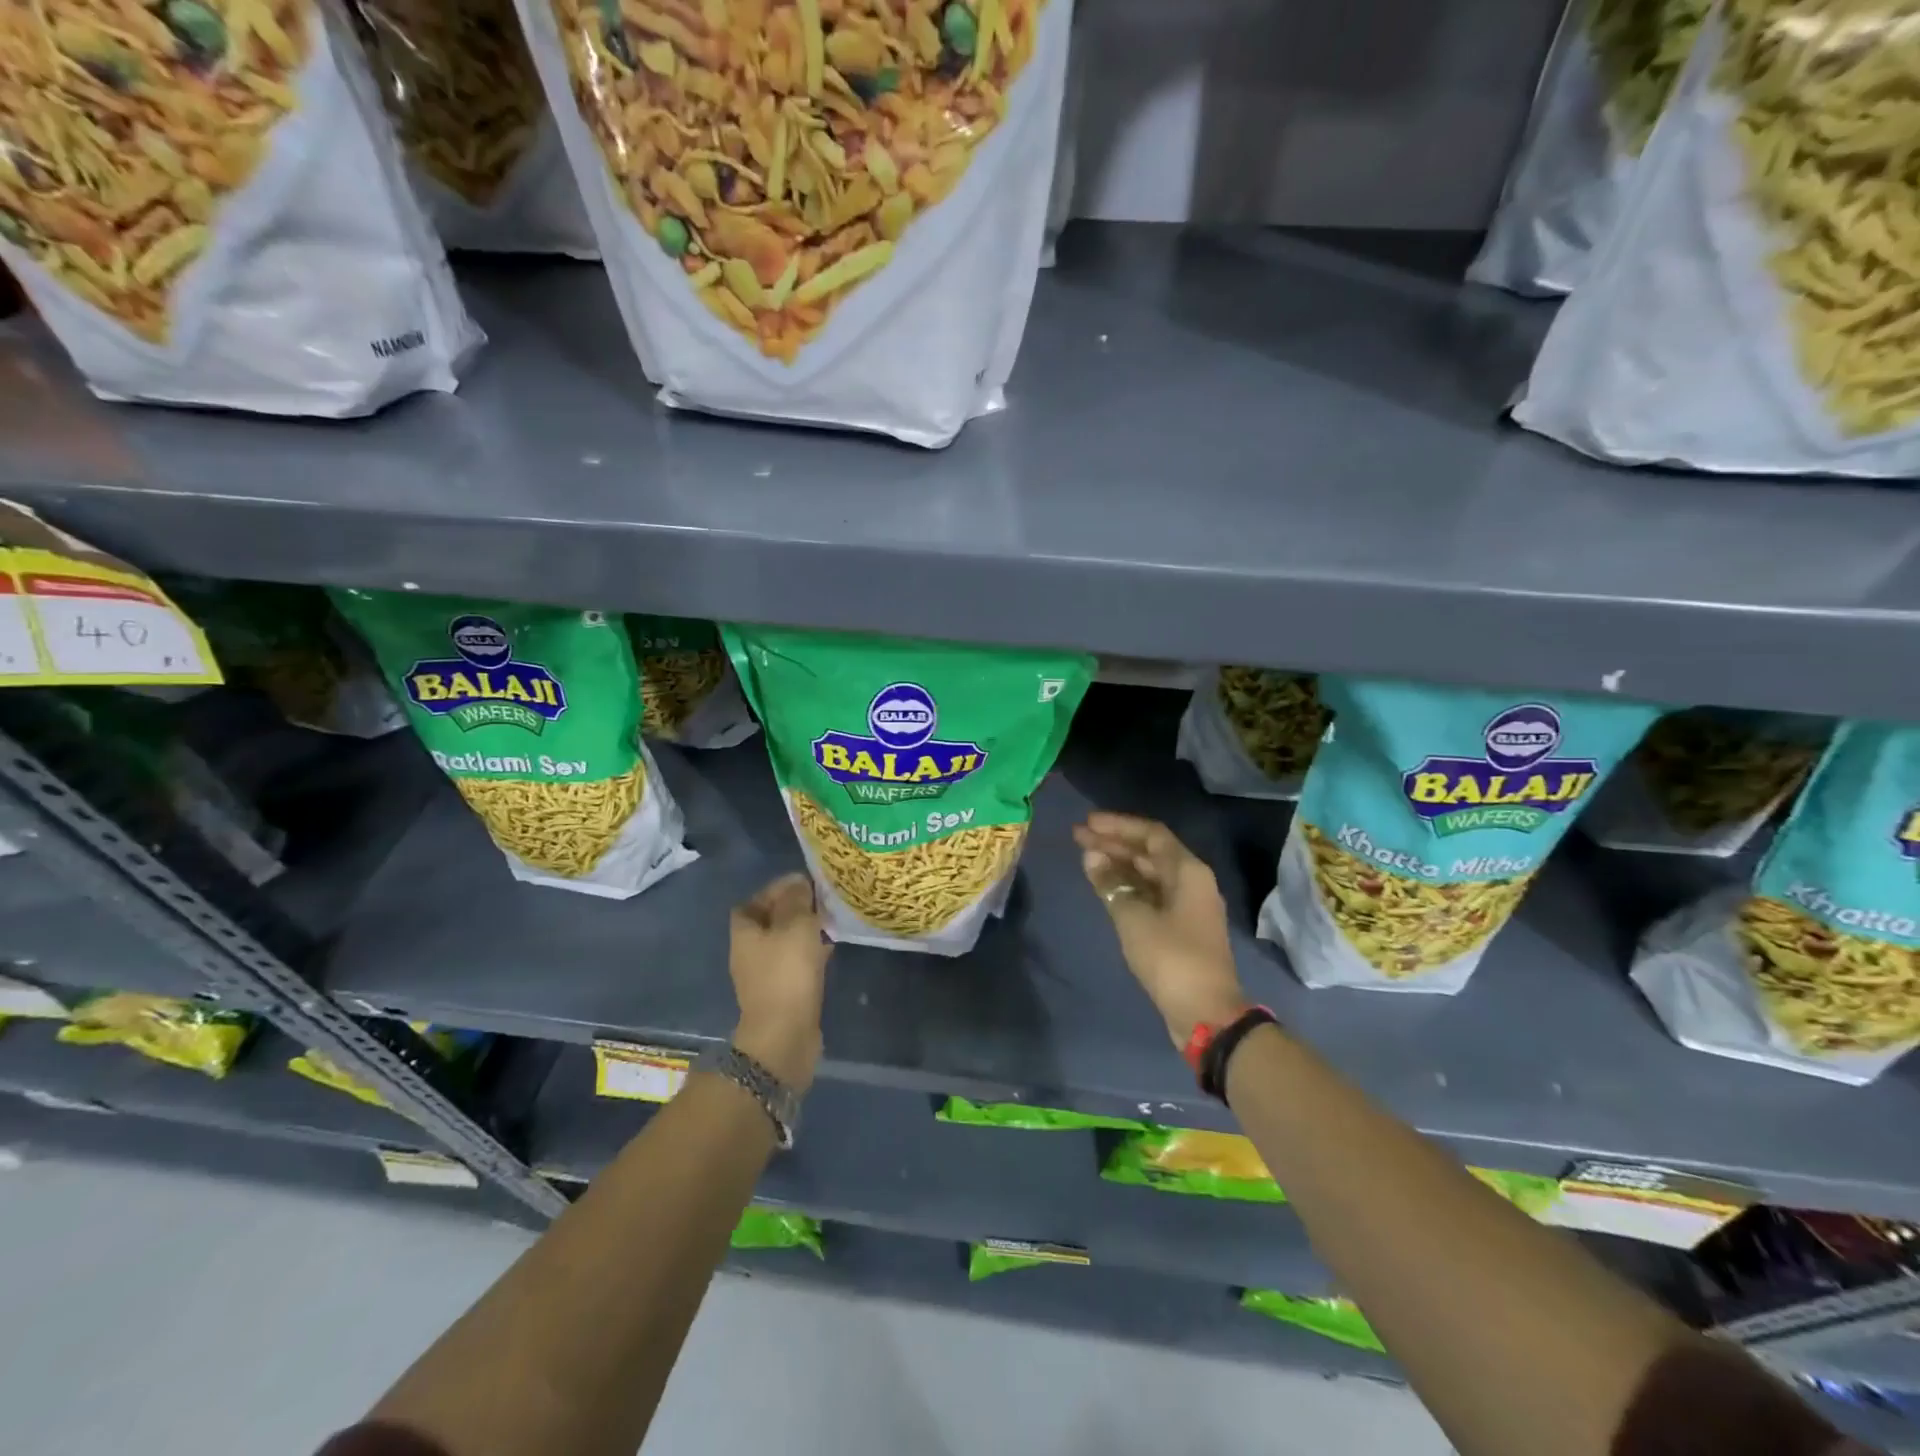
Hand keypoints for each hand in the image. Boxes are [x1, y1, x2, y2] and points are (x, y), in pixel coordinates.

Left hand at [729, 872, 830, 1090]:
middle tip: (821, 900)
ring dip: (804, 930)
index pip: (754, 900)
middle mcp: (749, 952)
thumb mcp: (796, 926)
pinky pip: (796, 963)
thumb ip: (797, 900)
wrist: (785, 1035)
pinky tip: (831, 948)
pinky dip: (810, 952)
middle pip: (769, 921)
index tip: (803, 882)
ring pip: (785, 942)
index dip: (776, 888)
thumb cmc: (787, 973)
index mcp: (744, 932)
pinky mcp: (782, 993)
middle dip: (793, 908)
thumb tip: (798, 882)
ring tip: (830, 920)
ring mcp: (765, 975)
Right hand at [1073, 812, 1248, 1047]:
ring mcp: (1186, 906)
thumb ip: (1111, 884)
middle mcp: (1191, 882)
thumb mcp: (1134, 919)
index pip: (1151, 834)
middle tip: (1077, 837)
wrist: (1205, 1013)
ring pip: (1149, 874)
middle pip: (1149, 852)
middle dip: (1114, 843)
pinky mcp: (1179, 928)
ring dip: (1119, 864)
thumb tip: (1091, 856)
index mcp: (1188, 872)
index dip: (1118, 825)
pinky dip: (1127, 886)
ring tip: (1085, 858)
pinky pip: (1150, 894)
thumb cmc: (1171, 959)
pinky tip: (1104, 886)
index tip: (1087, 823)